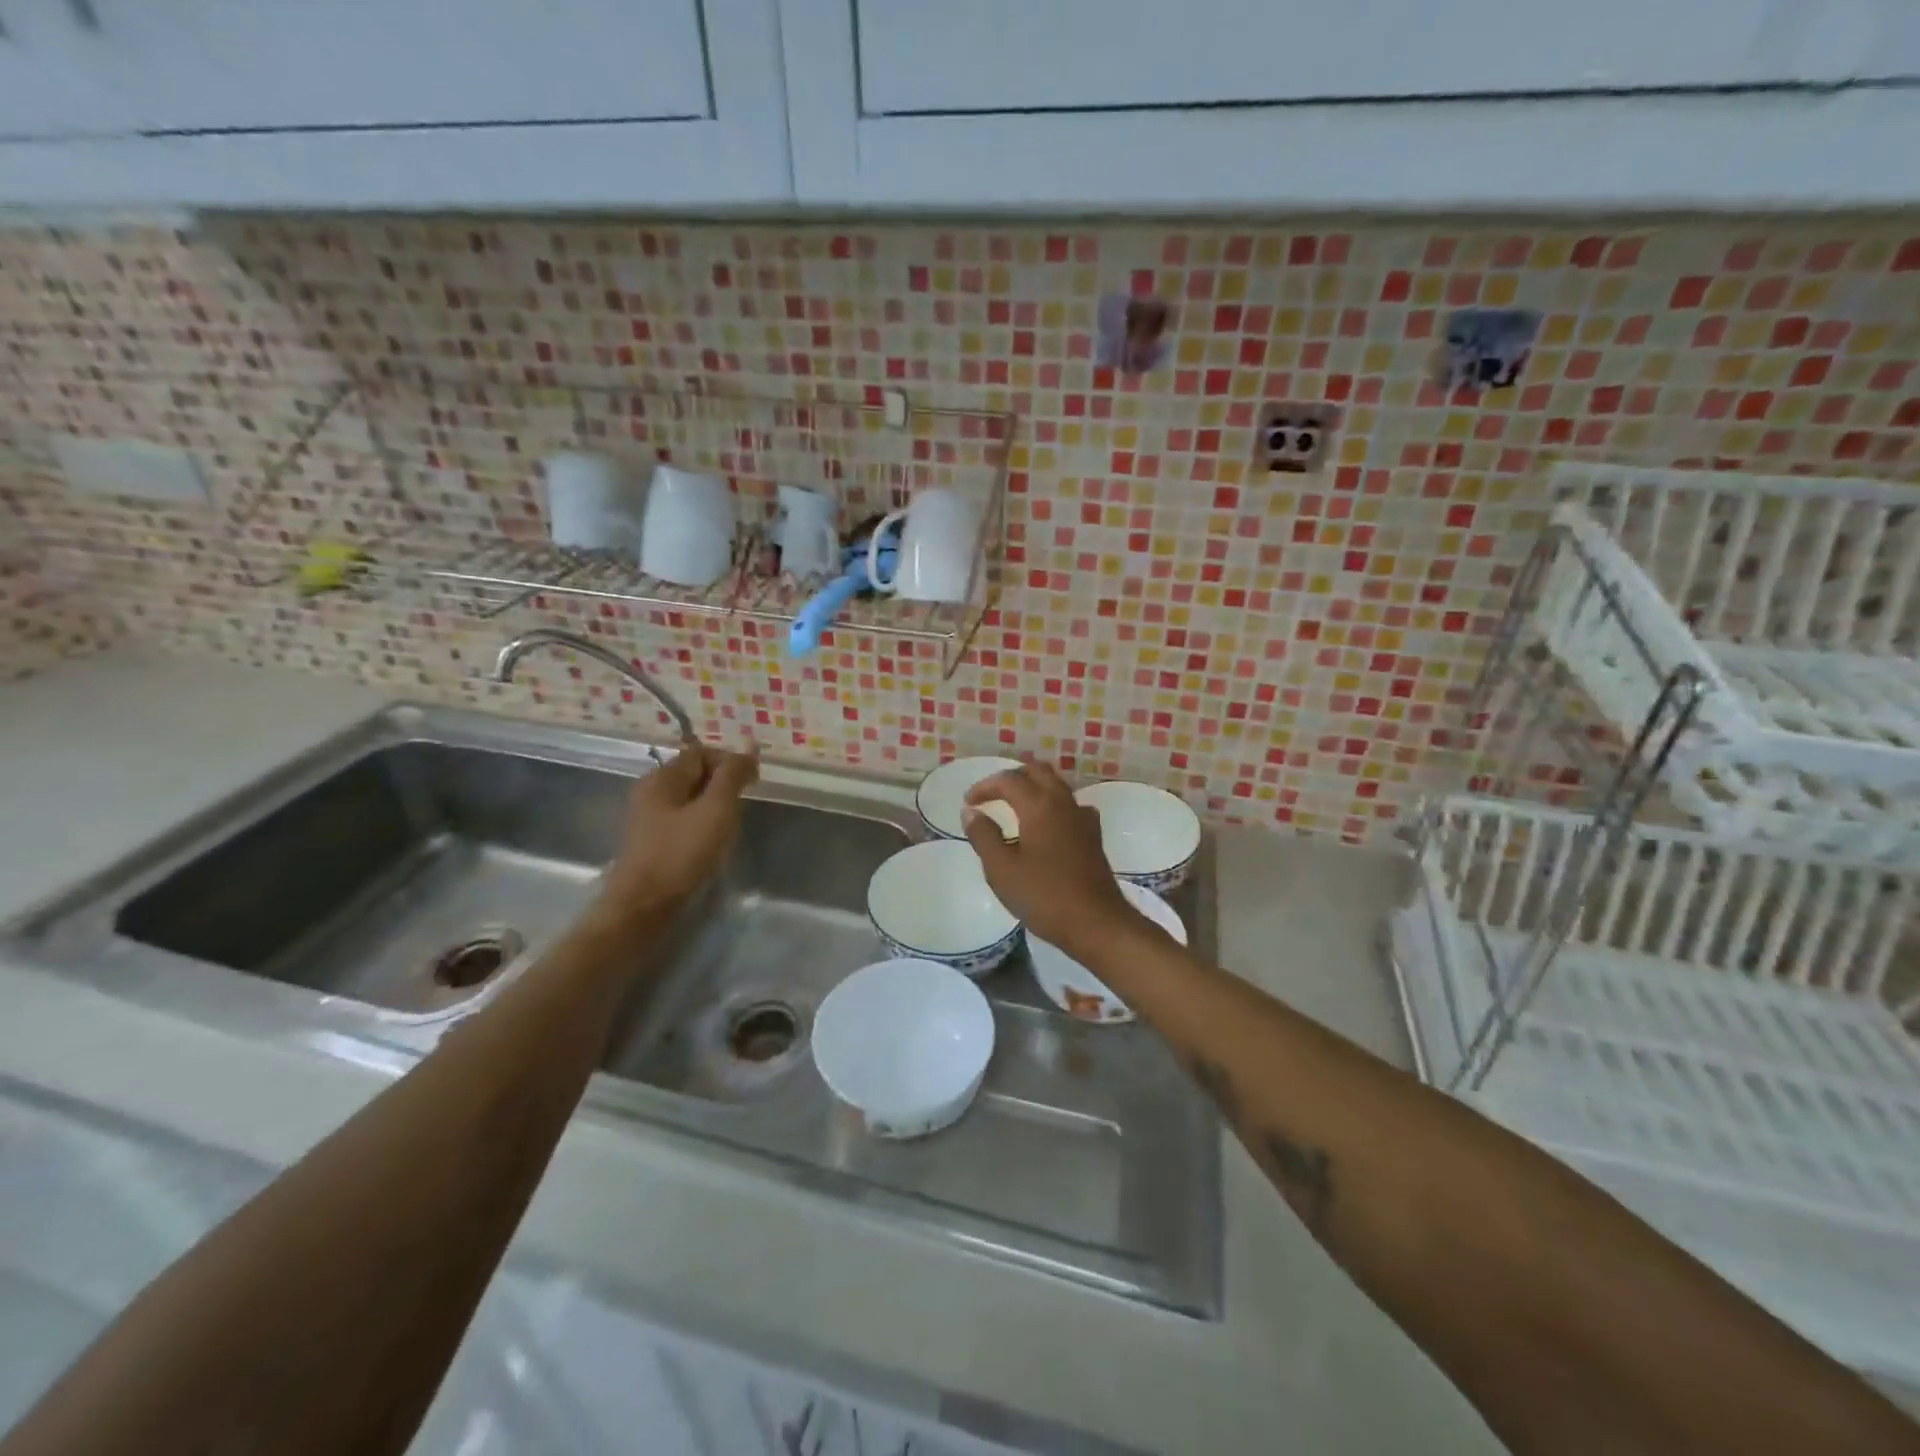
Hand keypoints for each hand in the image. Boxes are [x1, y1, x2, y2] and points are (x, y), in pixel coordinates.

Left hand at [594, 740, 758, 924]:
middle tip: (741, 809)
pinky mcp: (652, 842)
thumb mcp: (716, 809)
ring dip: (715, 808)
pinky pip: (683, 821)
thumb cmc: (681, 853)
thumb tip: (749, 745)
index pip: (702, 752)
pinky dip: (702, 826)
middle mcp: (651, 791)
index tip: (753, 784)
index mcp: (662, 777)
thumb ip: (733, 775)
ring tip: (729, 829)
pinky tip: (712, 845)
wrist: (643, 906)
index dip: (730, 762)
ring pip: (691, 799)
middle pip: (695, 774)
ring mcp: (648, 818)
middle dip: (723, 786)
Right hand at [960, 762, 1144, 954]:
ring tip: (1014, 806)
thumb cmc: (1043, 896)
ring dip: (1033, 787)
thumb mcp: (1001, 869)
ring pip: (1056, 786)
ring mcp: (1082, 818)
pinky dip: (1052, 805)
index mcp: (1039, 805)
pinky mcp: (1093, 835)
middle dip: (1011, 778)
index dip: (984, 787)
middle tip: (991, 796)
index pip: (1008, 780)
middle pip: (1037, 772)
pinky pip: (1069, 806)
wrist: (1096, 922)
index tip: (968, 804)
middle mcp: (1063, 802)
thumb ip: (983, 836)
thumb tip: (971, 812)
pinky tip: (1046, 825)